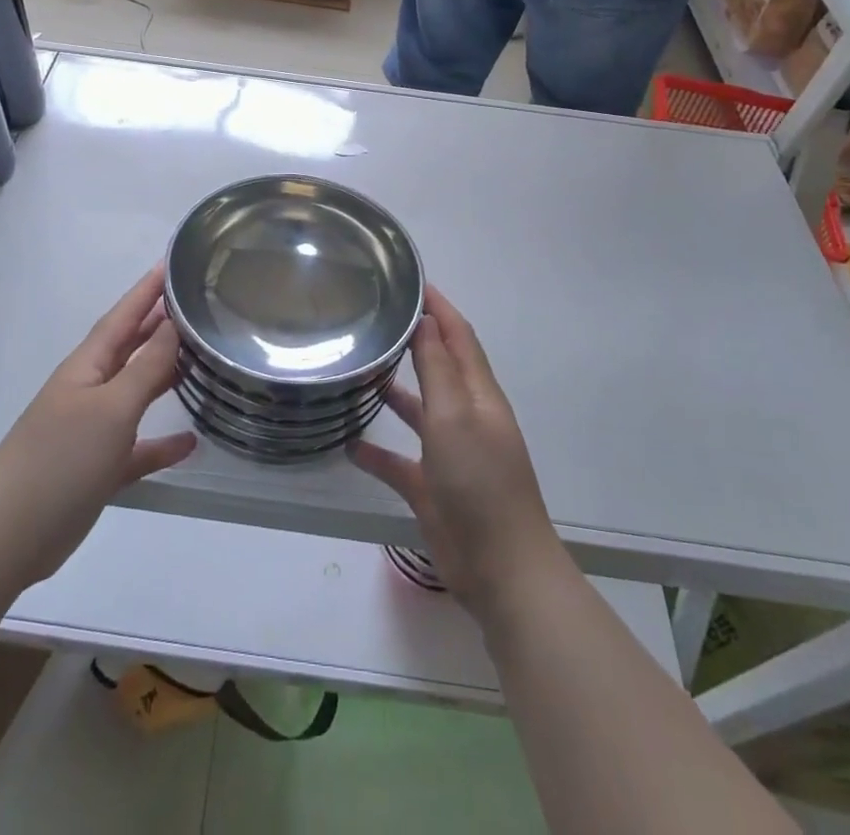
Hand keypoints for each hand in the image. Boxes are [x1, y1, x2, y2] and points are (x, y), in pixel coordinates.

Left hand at [0, 265, 195, 591]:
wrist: (7, 534)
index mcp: (88, 366)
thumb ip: (146, 368)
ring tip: (201, 359)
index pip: (123, 316)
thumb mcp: (111, 408)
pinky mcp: (98, 469)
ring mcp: (93, 430)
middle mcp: (91, 390)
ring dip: (165, 376)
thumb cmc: (60, 457)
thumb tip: (174, 325)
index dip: (146, 290)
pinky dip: (162, 442)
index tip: (172, 263)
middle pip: (131, 348)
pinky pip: (138, 448)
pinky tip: (191, 441)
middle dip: (159, 325)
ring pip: (137, 393)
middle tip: (197, 305)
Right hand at [350, 285, 568, 620]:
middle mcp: (466, 416)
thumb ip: (438, 368)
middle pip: (439, 366)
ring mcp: (450, 453)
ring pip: (419, 410)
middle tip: (375, 317)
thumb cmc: (480, 482)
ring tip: (358, 369)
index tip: (410, 280)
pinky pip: (400, 460)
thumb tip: (426, 319)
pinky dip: (377, 451)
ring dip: (394, 390)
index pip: (458, 336)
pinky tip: (348, 444)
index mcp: (479, 394)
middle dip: (414, 339)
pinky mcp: (432, 488)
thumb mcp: (456, 416)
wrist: (501, 569)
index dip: (438, 307)